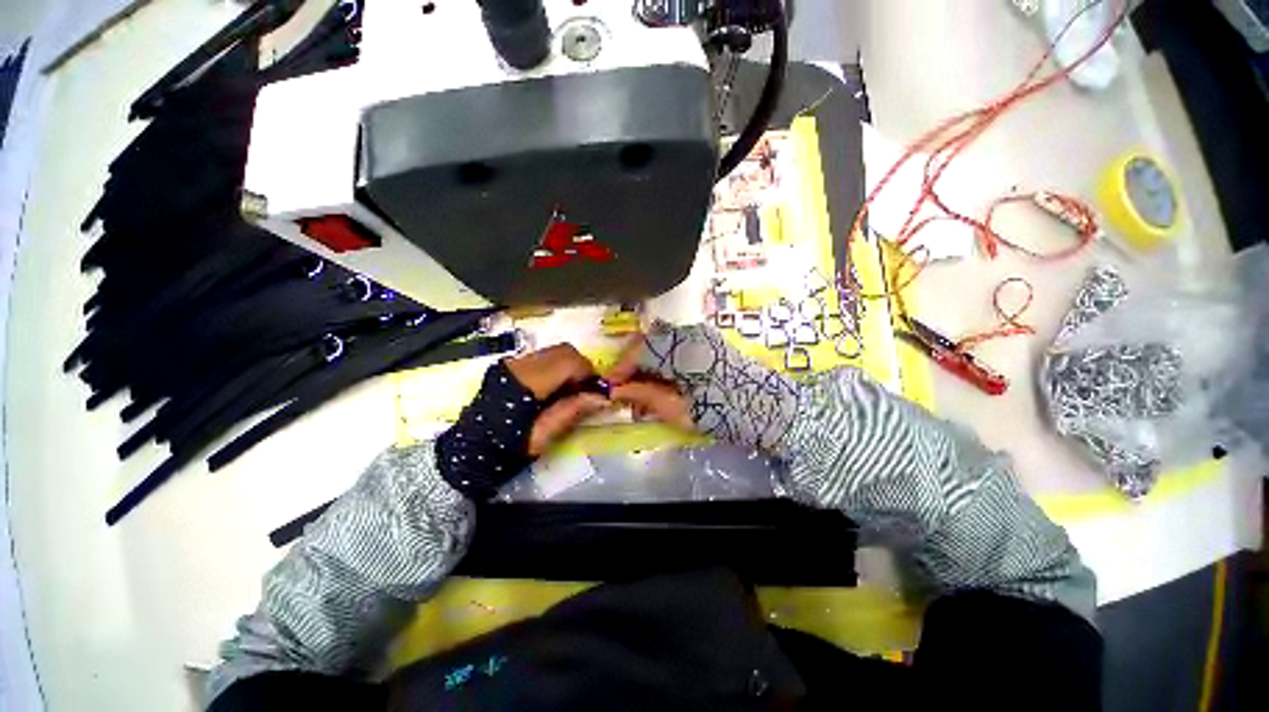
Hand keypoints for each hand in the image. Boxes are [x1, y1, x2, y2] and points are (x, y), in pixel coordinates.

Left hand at [506, 345, 607, 455]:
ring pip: (555, 351)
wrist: (474, 445)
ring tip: (569, 390)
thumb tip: (602, 397)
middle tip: (584, 390)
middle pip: (564, 350)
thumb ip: (572, 411)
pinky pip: (543, 356)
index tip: (594, 392)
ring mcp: (515, 362)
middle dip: (581, 367)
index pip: (569, 361)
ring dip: (569, 366)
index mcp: (529, 382)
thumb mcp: (544, 434)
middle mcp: (521, 364)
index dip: (588, 373)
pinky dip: (556, 367)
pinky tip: (553, 387)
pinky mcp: (511, 364)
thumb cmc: (510, 445)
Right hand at [607, 322, 799, 450]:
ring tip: (643, 390)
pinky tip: (662, 381)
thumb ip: (646, 396)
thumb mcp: (681, 411)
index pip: (639, 350)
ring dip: (646, 363)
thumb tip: (616, 391)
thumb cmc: (728, 414)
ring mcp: (700, 335)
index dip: (620, 368)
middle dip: (631, 366)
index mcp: (683, 349)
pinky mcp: (706, 342)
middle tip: (626, 391)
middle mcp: (689, 334)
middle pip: (647, 342)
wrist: (773, 410)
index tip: (610, 387)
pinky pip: (673, 345)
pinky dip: (661, 361)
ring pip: (659, 343)